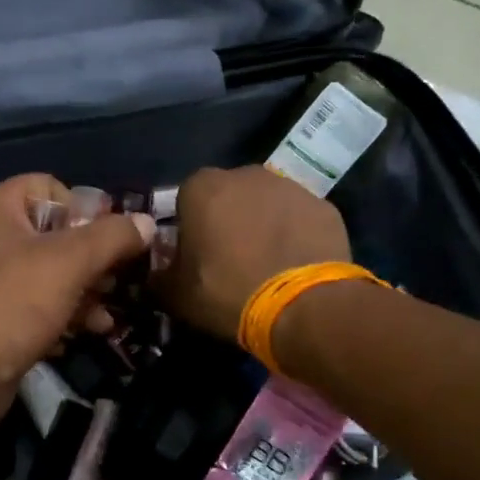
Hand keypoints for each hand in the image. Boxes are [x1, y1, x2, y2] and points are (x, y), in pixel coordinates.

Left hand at [0, 174, 154, 425]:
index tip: (112, 241)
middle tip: (116, 282)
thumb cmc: (16, 302)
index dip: (86, 210)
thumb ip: (114, 236)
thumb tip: (145, 224)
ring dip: (82, 292)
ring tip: (106, 316)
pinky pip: (31, 304)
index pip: (50, 187)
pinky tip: (84, 333)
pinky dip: (59, 314)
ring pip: (45, 273)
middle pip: (52, 234)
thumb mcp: (72, 261)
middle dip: (91, 260)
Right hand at [156, 166, 350, 340]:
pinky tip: (295, 265)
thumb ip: (159, 276)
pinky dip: (294, 235)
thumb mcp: (176, 295)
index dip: (189, 230)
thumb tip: (156, 272)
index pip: (185, 201)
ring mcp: (289, 186)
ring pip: (265, 204)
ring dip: (262, 225)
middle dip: (227, 221)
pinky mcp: (324, 205)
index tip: (196, 257)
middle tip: (231, 261)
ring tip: (266, 265)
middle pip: (228, 196)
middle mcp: (245, 174)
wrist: (303, 306)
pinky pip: (298, 218)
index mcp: (201, 188)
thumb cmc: (228, 293)